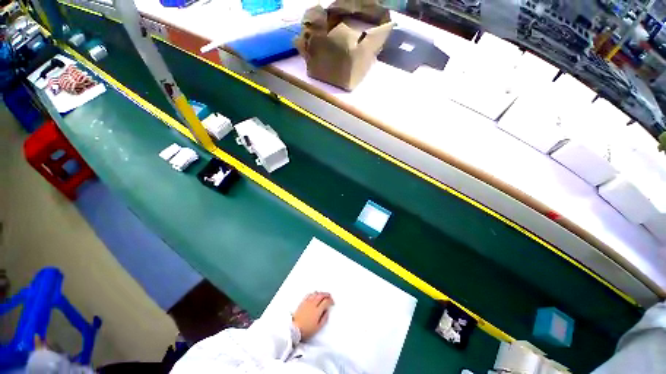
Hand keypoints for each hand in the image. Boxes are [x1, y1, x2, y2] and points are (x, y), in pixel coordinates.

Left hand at [292, 292, 333, 340]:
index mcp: (317, 310)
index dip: (330, 301)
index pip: (326, 301)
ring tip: (323, 295)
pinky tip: (315, 295)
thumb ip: (324, 318)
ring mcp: (307, 302)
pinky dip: (314, 293)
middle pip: (321, 295)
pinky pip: (309, 294)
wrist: (293, 329)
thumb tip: (327, 311)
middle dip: (327, 295)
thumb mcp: (318, 327)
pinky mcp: (302, 302)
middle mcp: (313, 304)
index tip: (332, 303)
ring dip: (321, 293)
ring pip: (316, 293)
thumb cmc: (306, 330)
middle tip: (330, 297)